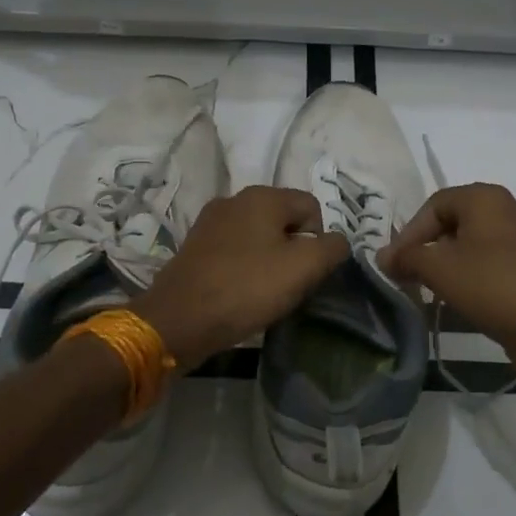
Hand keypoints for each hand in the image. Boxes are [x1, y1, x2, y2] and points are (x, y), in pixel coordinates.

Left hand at [131, 186, 349, 370]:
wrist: (179, 319)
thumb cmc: (246, 288)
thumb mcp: (303, 268)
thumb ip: (331, 248)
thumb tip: (337, 241)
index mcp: (263, 196)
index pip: (312, 207)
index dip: (319, 239)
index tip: (309, 271)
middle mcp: (235, 199)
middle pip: (283, 220)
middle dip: (294, 249)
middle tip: (291, 284)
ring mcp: (210, 222)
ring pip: (258, 236)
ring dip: (268, 260)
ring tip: (265, 292)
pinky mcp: (195, 246)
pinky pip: (234, 250)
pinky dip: (244, 267)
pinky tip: (240, 292)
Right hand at [378, 183, 515, 375]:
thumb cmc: (494, 287)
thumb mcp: (440, 269)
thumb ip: (407, 257)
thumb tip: (383, 256)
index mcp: (486, 199)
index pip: (433, 204)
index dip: (409, 233)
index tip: (394, 265)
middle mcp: (507, 211)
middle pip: (452, 223)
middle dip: (426, 249)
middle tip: (407, 277)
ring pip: (470, 246)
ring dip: (445, 266)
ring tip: (429, 292)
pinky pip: (489, 265)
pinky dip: (469, 278)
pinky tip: (460, 301)